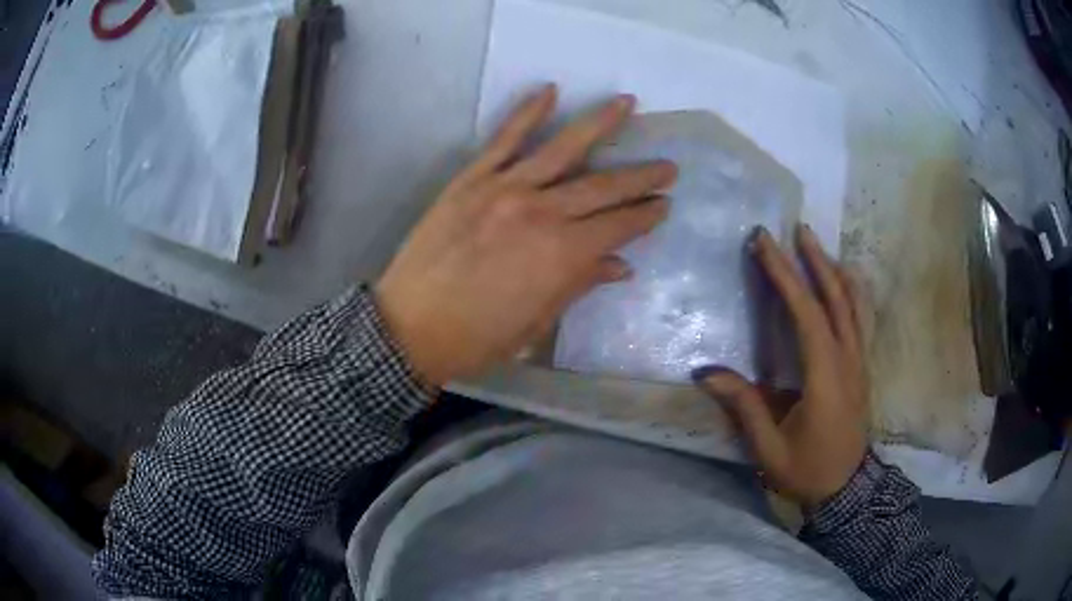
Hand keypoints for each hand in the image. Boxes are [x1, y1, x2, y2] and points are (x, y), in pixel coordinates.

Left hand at [376, 85, 676, 385]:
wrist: (409, 328)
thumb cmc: (478, 338)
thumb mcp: (537, 322)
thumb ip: (580, 285)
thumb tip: (621, 265)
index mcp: (562, 256)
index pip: (618, 226)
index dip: (645, 215)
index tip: (665, 204)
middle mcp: (542, 213)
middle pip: (603, 187)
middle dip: (641, 175)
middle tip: (668, 166)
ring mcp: (505, 189)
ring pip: (563, 149)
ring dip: (600, 124)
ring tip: (627, 103)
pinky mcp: (472, 179)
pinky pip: (504, 139)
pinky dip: (527, 112)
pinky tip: (550, 90)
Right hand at [696, 225, 867, 508]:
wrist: (846, 488)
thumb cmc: (807, 470)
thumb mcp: (769, 449)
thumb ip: (744, 406)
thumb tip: (705, 372)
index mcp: (825, 378)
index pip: (806, 314)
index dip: (785, 276)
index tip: (765, 244)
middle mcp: (847, 361)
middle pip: (835, 299)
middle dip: (813, 261)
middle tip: (795, 229)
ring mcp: (859, 362)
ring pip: (852, 304)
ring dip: (834, 270)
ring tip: (816, 244)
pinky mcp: (861, 367)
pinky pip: (859, 319)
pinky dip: (851, 291)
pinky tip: (844, 278)